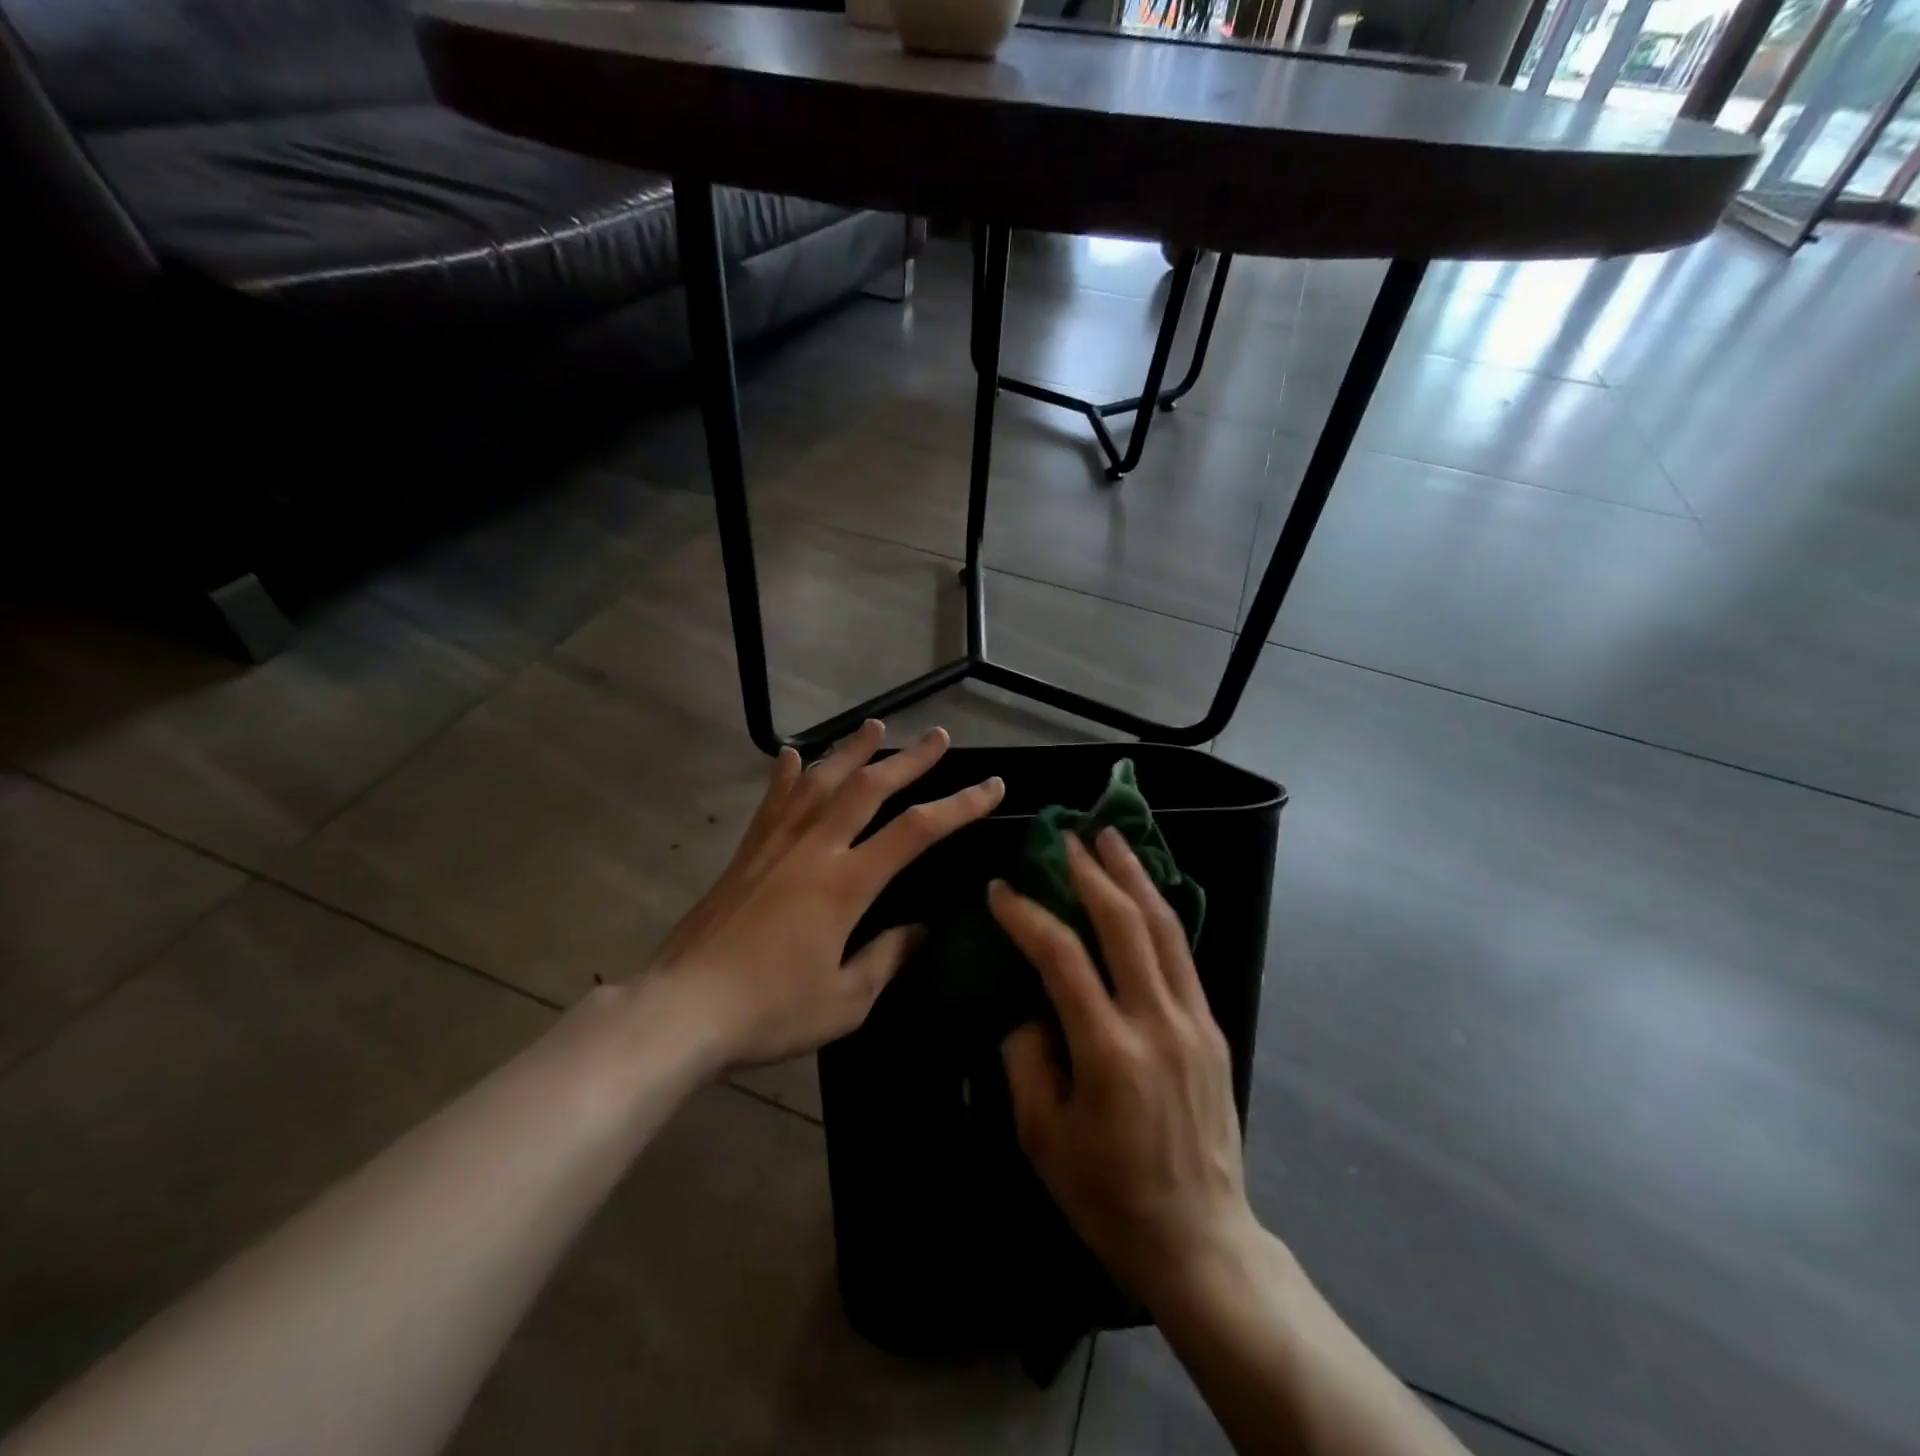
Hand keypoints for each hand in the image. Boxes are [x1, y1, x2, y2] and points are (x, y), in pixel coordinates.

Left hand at [649, 720, 1002, 1071]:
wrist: (682, 1008)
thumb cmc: (769, 1010)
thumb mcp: (844, 1001)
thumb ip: (886, 959)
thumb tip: (920, 932)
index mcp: (845, 884)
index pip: (915, 831)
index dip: (959, 805)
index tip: (991, 786)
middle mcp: (813, 848)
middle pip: (868, 788)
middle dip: (910, 760)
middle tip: (938, 736)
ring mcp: (775, 844)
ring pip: (821, 781)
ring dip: (852, 750)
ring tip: (876, 726)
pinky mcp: (746, 852)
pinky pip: (773, 801)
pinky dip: (788, 775)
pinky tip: (795, 755)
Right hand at [992, 828, 1256, 1309]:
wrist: (1201, 1241)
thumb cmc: (1109, 1196)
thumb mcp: (1043, 1138)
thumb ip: (1026, 1059)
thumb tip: (1028, 1005)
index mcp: (1109, 1053)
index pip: (1063, 958)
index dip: (1028, 916)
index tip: (1000, 890)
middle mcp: (1158, 1024)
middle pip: (1125, 925)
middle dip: (1092, 873)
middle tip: (1066, 838)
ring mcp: (1194, 1023)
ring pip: (1165, 929)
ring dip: (1135, 877)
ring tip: (1113, 838)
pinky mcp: (1214, 1029)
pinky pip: (1183, 955)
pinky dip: (1160, 913)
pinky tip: (1144, 893)